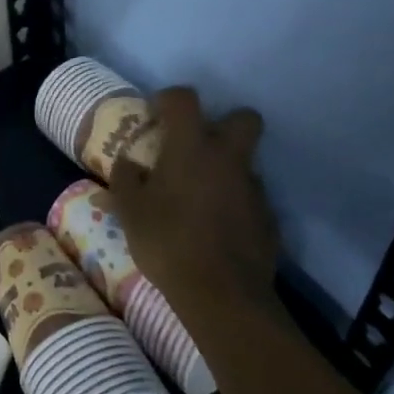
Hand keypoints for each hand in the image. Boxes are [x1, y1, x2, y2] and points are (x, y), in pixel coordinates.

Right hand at [109, 87, 278, 316]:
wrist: (222, 295)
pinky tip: (217, 228)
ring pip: (247, 162)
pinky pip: (251, 198)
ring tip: (201, 196)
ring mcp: (253, 189)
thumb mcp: (129, 210)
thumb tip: (128, 163)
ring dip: (227, 169)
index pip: (185, 98)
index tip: (156, 115)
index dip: (169, 99)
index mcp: (191, 146)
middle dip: (224, 123)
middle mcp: (228, 158)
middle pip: (244, 118)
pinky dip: (236, 204)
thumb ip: (125, 178)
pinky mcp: (269, 220)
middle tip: (198, 146)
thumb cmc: (167, 241)